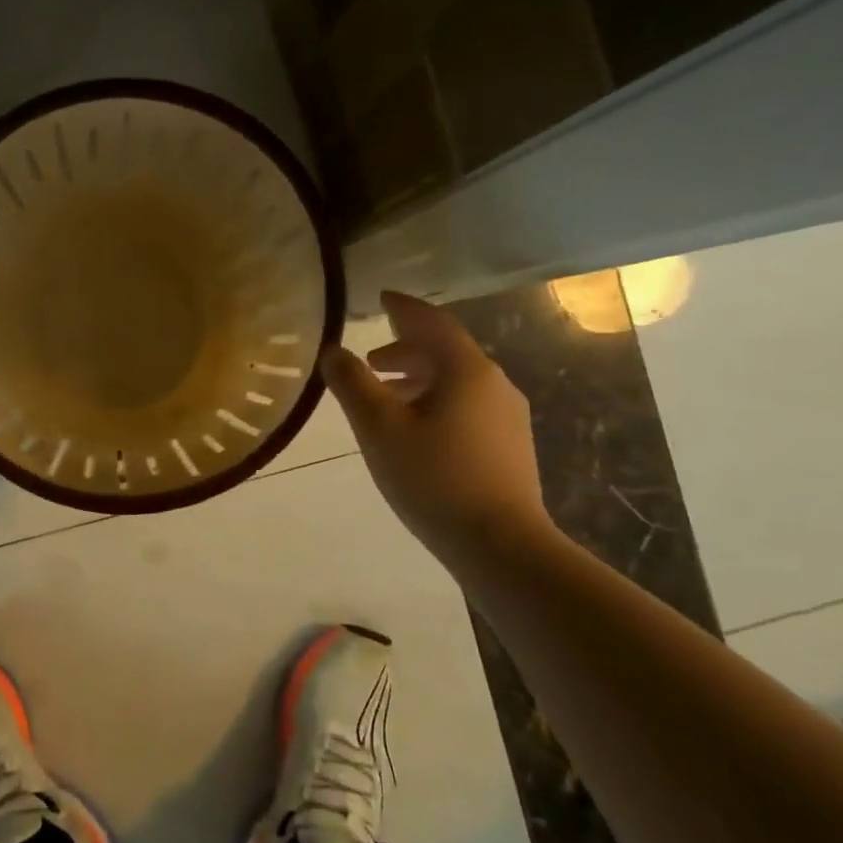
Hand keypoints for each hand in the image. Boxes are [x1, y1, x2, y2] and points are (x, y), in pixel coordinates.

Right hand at [322, 291, 552, 566]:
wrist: (501, 544)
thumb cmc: (433, 478)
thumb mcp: (379, 428)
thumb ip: (352, 384)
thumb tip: (333, 351)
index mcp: (466, 370)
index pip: (432, 322)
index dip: (403, 307)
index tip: (381, 298)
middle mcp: (494, 383)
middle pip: (446, 351)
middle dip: (406, 349)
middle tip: (370, 361)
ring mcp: (507, 416)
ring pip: (457, 381)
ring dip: (419, 378)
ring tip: (386, 396)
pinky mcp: (510, 445)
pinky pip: (467, 404)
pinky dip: (436, 400)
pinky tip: (417, 429)